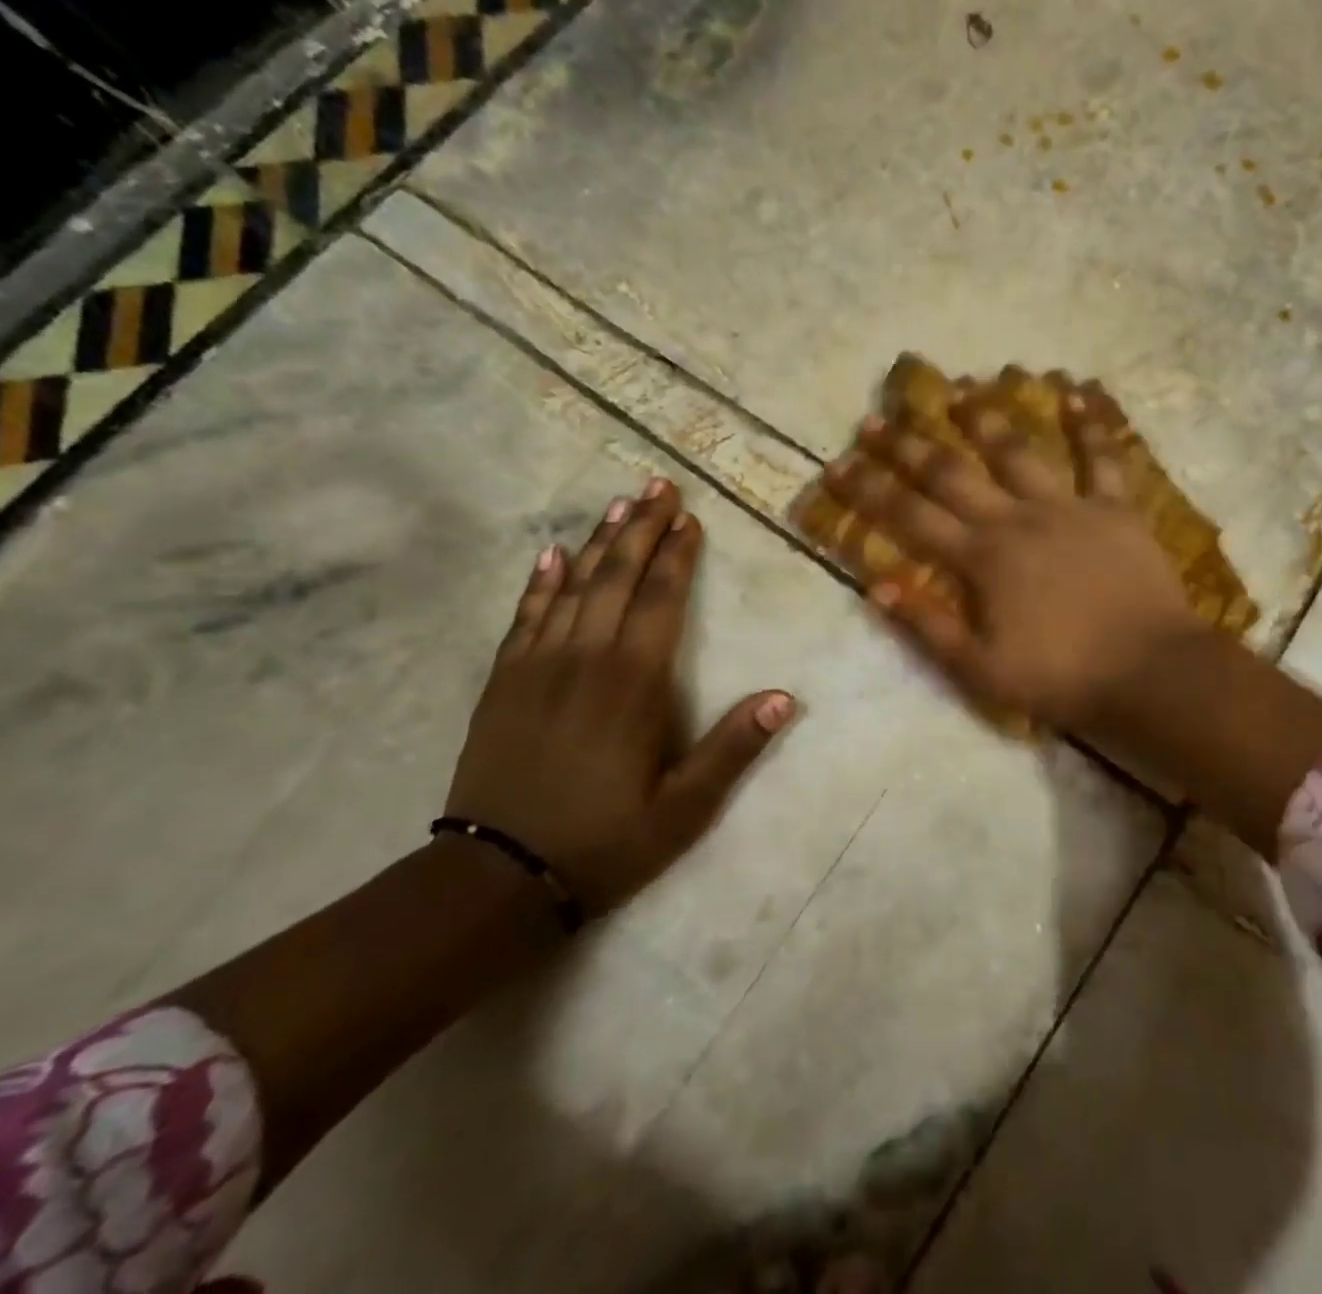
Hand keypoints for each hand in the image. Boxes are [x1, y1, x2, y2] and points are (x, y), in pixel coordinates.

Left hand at [444, 480, 795, 916]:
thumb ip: (732, 748)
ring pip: (572, 586)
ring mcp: (538, 665)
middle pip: (616, 576)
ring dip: (597, 542)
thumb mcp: (684, 808)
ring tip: (617, 503)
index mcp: (634, 681)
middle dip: (640, 528)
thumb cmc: (605, 840)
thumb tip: (783, 697)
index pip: (661, 599)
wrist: (497, 876)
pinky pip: (524, 616)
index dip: (677, 554)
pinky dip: (539, 582)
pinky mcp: (503, 681)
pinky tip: (549, 556)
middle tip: (657, 485)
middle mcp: (586, 657)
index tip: (689, 517)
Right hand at [822, 386, 1199, 731]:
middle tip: (875, 420)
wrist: (1149, 672)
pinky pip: (1102, 458)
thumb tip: (875, 586)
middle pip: (953, 474)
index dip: (869, 491)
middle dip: (908, 446)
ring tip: (959, 390)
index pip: (911, 518)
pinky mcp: (1115, 509)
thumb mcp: (982, 670)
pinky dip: (1090, 424)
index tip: (836, 464)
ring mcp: (1068, 508)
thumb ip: (929, 626)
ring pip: (1018, 452)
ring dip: (985, 419)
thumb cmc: (1062, 677)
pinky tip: (1077, 390)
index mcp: (982, 560)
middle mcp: (1017, 520)